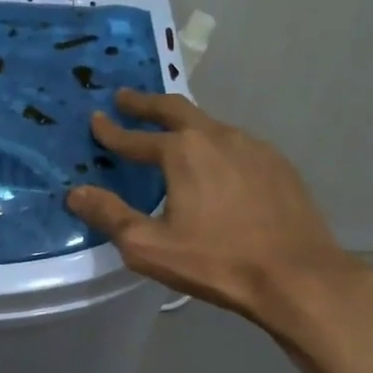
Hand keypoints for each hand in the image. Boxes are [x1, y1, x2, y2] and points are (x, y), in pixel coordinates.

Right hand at [66, 89, 371, 324]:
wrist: (297, 275)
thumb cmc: (217, 261)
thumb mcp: (149, 246)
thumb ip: (109, 215)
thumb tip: (75, 193)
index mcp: (182, 152)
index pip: (135, 138)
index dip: (111, 131)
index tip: (96, 120)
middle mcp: (217, 136)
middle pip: (175, 109)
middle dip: (146, 102)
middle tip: (125, 98)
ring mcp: (253, 146)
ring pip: (209, 123)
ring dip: (183, 121)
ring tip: (169, 130)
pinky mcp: (277, 164)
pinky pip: (236, 143)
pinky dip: (214, 143)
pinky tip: (216, 162)